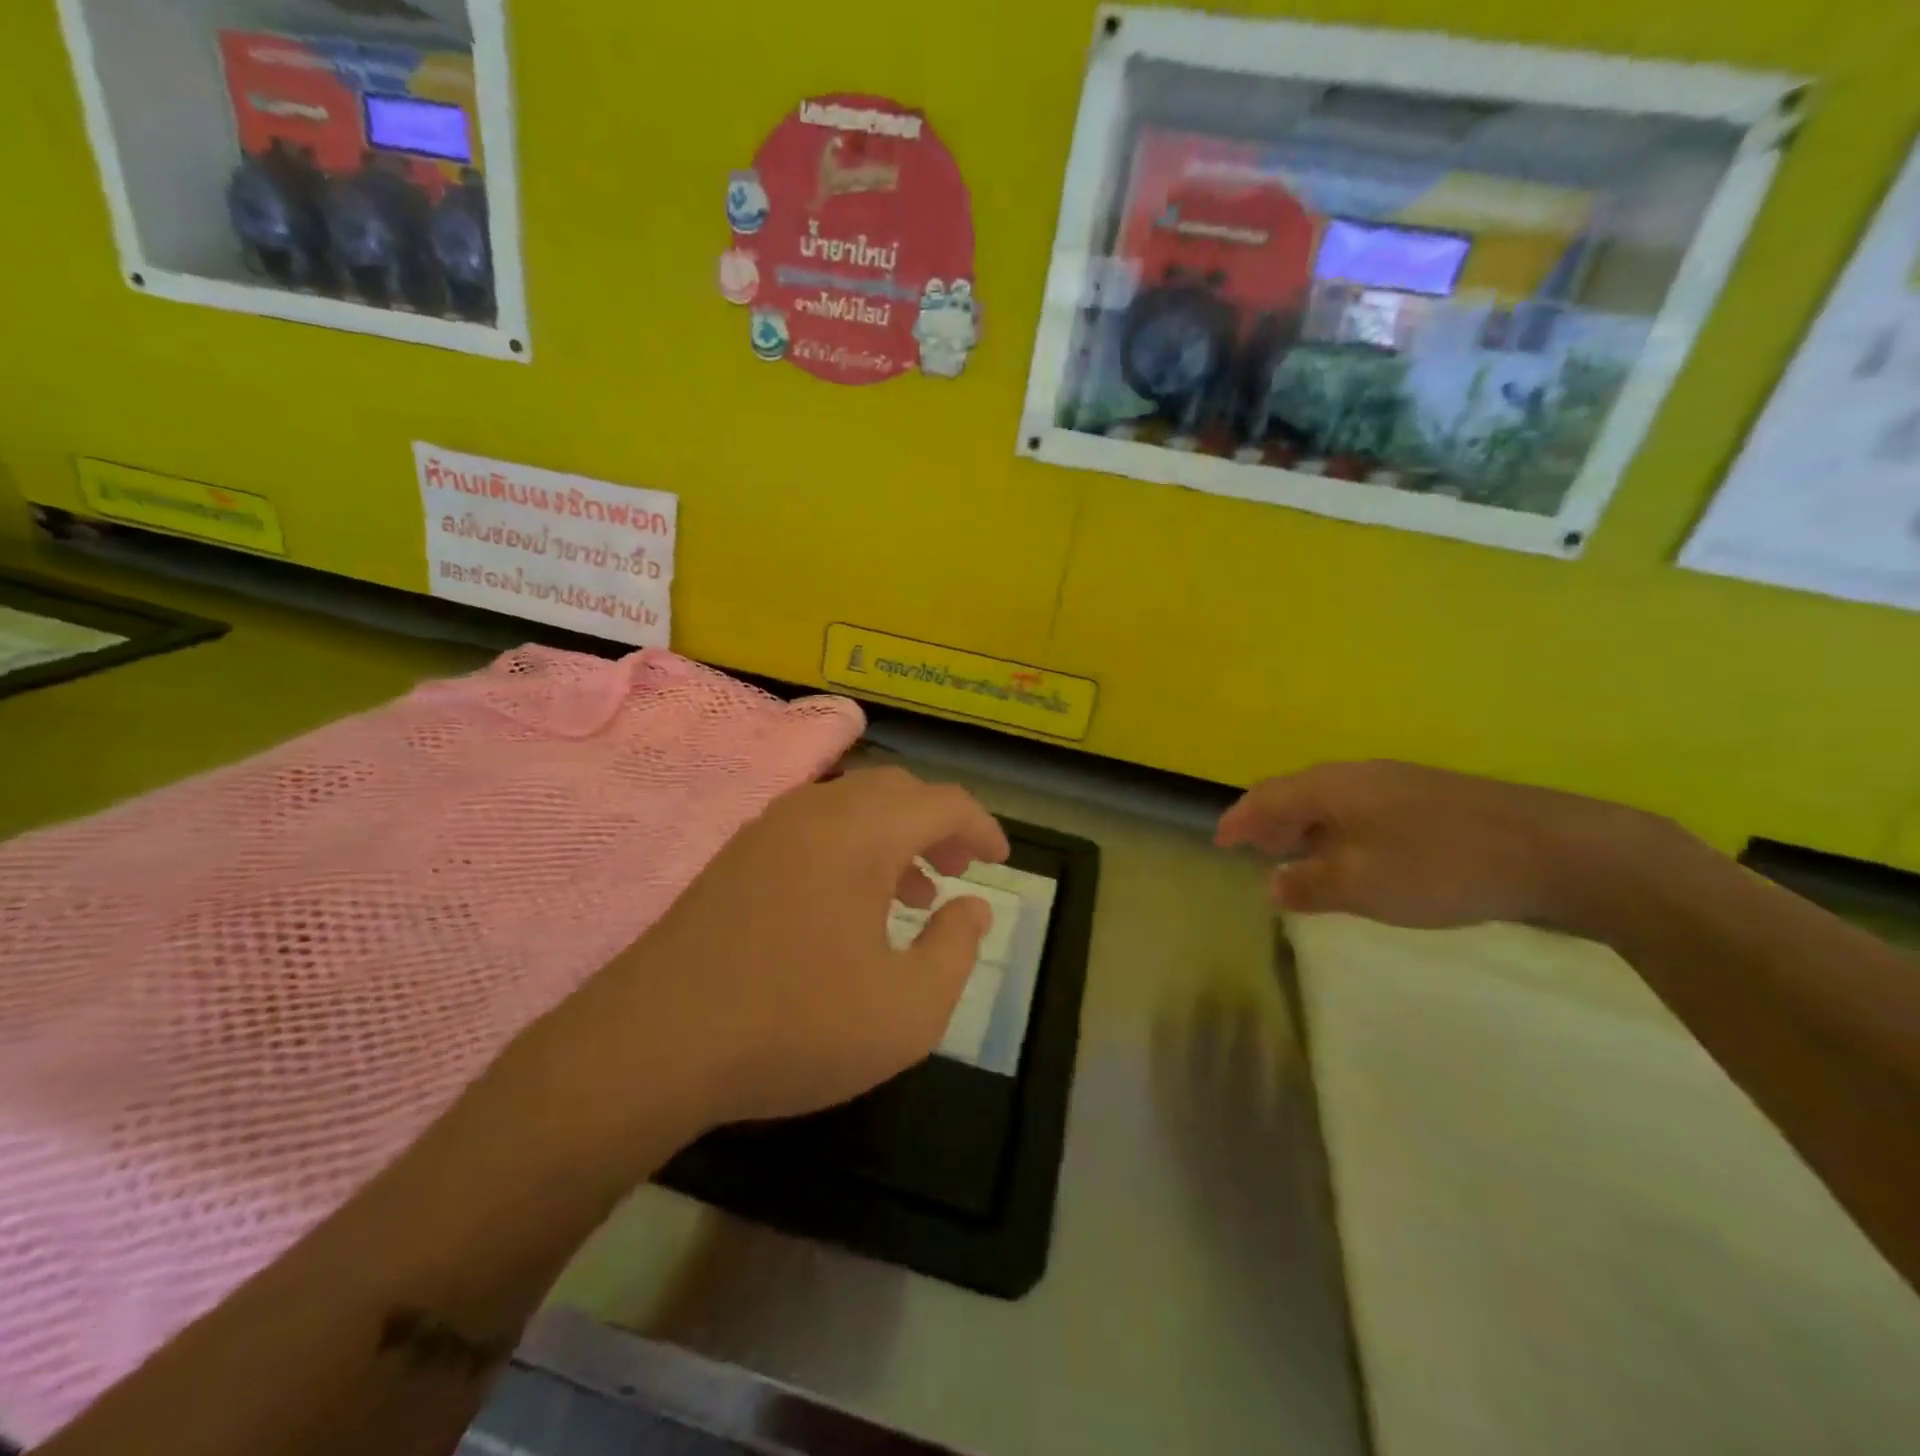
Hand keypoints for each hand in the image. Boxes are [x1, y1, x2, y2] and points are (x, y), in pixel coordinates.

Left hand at [572, 766, 1009, 1133]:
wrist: (653, 1043)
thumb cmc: (795, 1025)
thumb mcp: (907, 1010)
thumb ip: (956, 950)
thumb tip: (972, 907)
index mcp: (863, 833)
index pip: (942, 803)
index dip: (981, 826)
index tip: (999, 860)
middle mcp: (817, 811)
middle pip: (896, 790)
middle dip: (937, 823)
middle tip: (957, 869)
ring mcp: (769, 829)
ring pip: (851, 805)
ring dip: (893, 835)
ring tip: (912, 893)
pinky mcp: (736, 855)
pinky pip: (813, 827)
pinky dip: (849, 847)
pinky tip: (848, 905)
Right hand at [1215, 760, 1664, 931]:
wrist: (1559, 851)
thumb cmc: (1442, 866)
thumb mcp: (1363, 885)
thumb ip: (1309, 884)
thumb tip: (1273, 884)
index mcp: (1334, 787)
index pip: (1268, 796)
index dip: (1240, 820)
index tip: (1219, 842)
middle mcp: (1361, 776)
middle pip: (1299, 793)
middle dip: (1272, 823)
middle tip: (1258, 854)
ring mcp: (1402, 784)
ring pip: (1335, 802)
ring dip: (1308, 829)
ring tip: (1301, 859)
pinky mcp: (1435, 801)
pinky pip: (1365, 812)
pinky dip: (1342, 832)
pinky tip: (1358, 859)